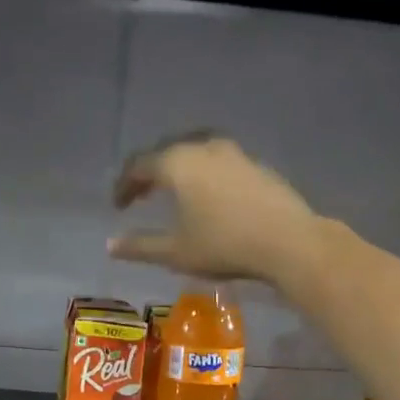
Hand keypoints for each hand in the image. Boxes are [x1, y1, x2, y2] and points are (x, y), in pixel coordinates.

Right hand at [108, 132, 318, 282]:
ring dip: (178, 169)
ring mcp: (233, 152)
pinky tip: (207, 195)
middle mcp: (203, 147)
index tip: (118, 207)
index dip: (124, 185)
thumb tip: (110, 246)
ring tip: (173, 192)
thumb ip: (140, 247)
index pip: (139, 165)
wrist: (288, 241)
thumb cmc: (224, 245)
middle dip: (149, 173)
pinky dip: (202, 173)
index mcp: (178, 163)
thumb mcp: (176, 253)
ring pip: (194, 152)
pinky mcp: (255, 163)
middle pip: (166, 152)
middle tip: (141, 195)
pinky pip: (217, 161)